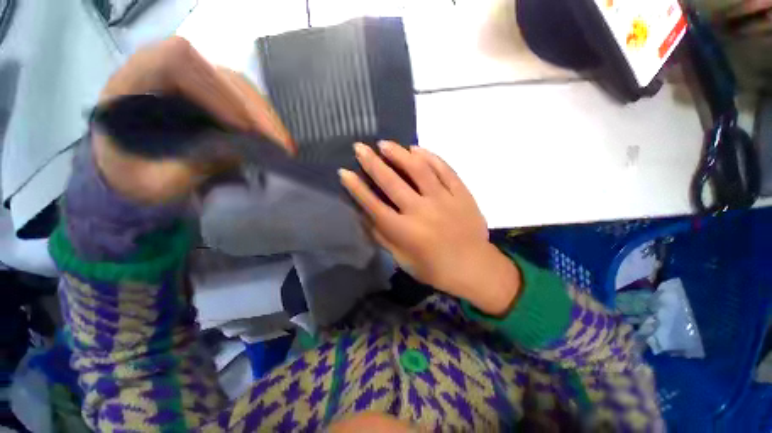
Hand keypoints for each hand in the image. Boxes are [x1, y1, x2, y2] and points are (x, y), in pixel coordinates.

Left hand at [93, 37, 293, 203]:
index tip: (245, 130)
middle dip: (257, 111)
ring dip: (266, 116)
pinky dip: (264, 119)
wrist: (133, 169)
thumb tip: (238, 152)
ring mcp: (194, 78)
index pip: (180, 62)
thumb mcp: (153, 181)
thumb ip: (188, 166)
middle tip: (282, 145)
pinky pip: (245, 98)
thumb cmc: (133, 177)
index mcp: (134, 80)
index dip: (216, 92)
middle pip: (221, 75)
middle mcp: (166, 68)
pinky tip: (275, 138)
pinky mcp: (213, 92)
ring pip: (240, 86)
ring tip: (284, 145)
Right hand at [340, 142, 520, 315]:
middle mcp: (421, 211)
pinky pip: (444, 170)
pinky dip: (430, 157)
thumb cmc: (435, 268)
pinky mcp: (461, 194)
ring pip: (418, 170)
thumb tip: (365, 214)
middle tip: (359, 147)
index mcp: (405, 232)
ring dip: (399, 154)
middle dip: (372, 163)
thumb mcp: (402, 259)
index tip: (344, 172)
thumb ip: (383, 236)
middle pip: (392, 182)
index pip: (374, 205)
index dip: (357, 188)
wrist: (474, 267)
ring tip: (385, 144)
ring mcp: (443, 200)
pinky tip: (416, 149)